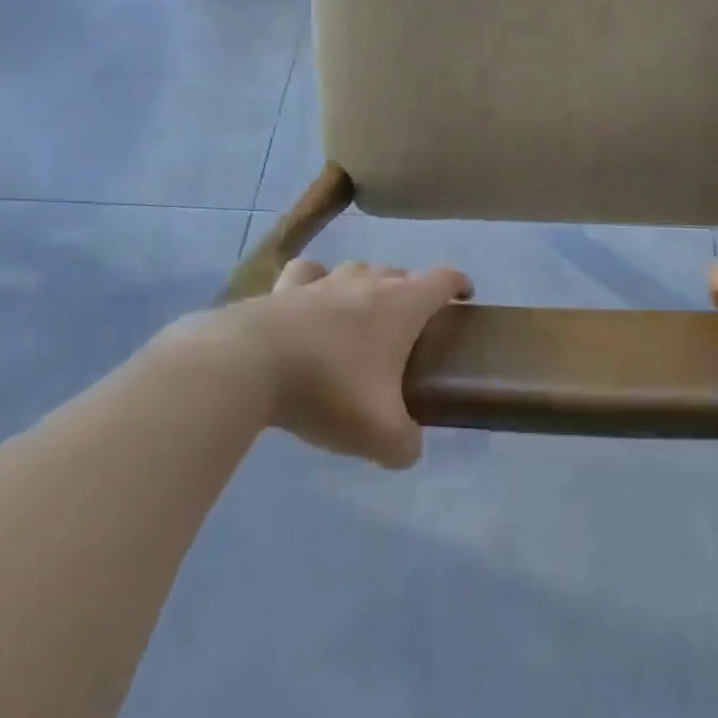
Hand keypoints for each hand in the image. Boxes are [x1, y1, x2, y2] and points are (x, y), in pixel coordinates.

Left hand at [228, 259, 472, 469]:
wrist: (253, 364)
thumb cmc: (330, 389)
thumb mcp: (380, 434)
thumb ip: (405, 444)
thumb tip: (408, 448)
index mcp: (401, 305)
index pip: (442, 279)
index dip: (459, 284)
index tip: (464, 297)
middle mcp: (367, 281)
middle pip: (400, 273)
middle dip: (411, 293)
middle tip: (408, 328)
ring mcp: (324, 280)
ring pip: (357, 269)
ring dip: (366, 286)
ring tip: (361, 315)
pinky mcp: (284, 287)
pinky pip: (307, 274)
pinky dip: (314, 282)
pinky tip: (309, 301)